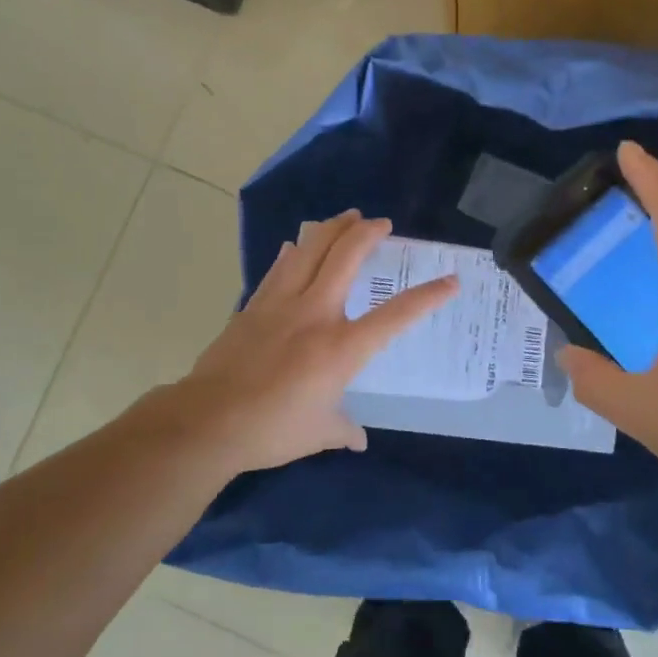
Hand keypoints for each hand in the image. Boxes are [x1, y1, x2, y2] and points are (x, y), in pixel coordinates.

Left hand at [164, 211, 457, 477]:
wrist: (207, 421)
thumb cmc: (271, 429)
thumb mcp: (318, 434)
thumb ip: (344, 431)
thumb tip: (358, 439)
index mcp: (341, 347)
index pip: (395, 315)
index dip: (427, 296)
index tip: (450, 281)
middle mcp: (315, 314)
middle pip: (346, 258)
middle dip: (367, 233)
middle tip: (381, 223)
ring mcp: (280, 305)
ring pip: (310, 251)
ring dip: (331, 229)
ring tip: (346, 217)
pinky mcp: (253, 307)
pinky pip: (278, 269)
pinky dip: (293, 253)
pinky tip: (296, 244)